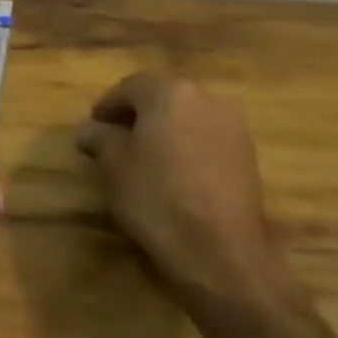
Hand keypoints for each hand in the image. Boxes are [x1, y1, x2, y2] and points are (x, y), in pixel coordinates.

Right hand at [75, 74, 308, 324]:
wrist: (219, 250)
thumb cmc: (155, 197)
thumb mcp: (113, 165)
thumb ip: (99, 137)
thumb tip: (89, 129)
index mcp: (171, 93)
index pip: (130, 87)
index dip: (107, 105)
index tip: (93, 126)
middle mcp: (207, 98)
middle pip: (163, 97)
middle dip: (138, 115)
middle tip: (115, 139)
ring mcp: (234, 126)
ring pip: (188, 117)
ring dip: (165, 130)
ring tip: (144, 157)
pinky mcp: (248, 154)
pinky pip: (207, 137)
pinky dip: (187, 145)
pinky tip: (173, 171)